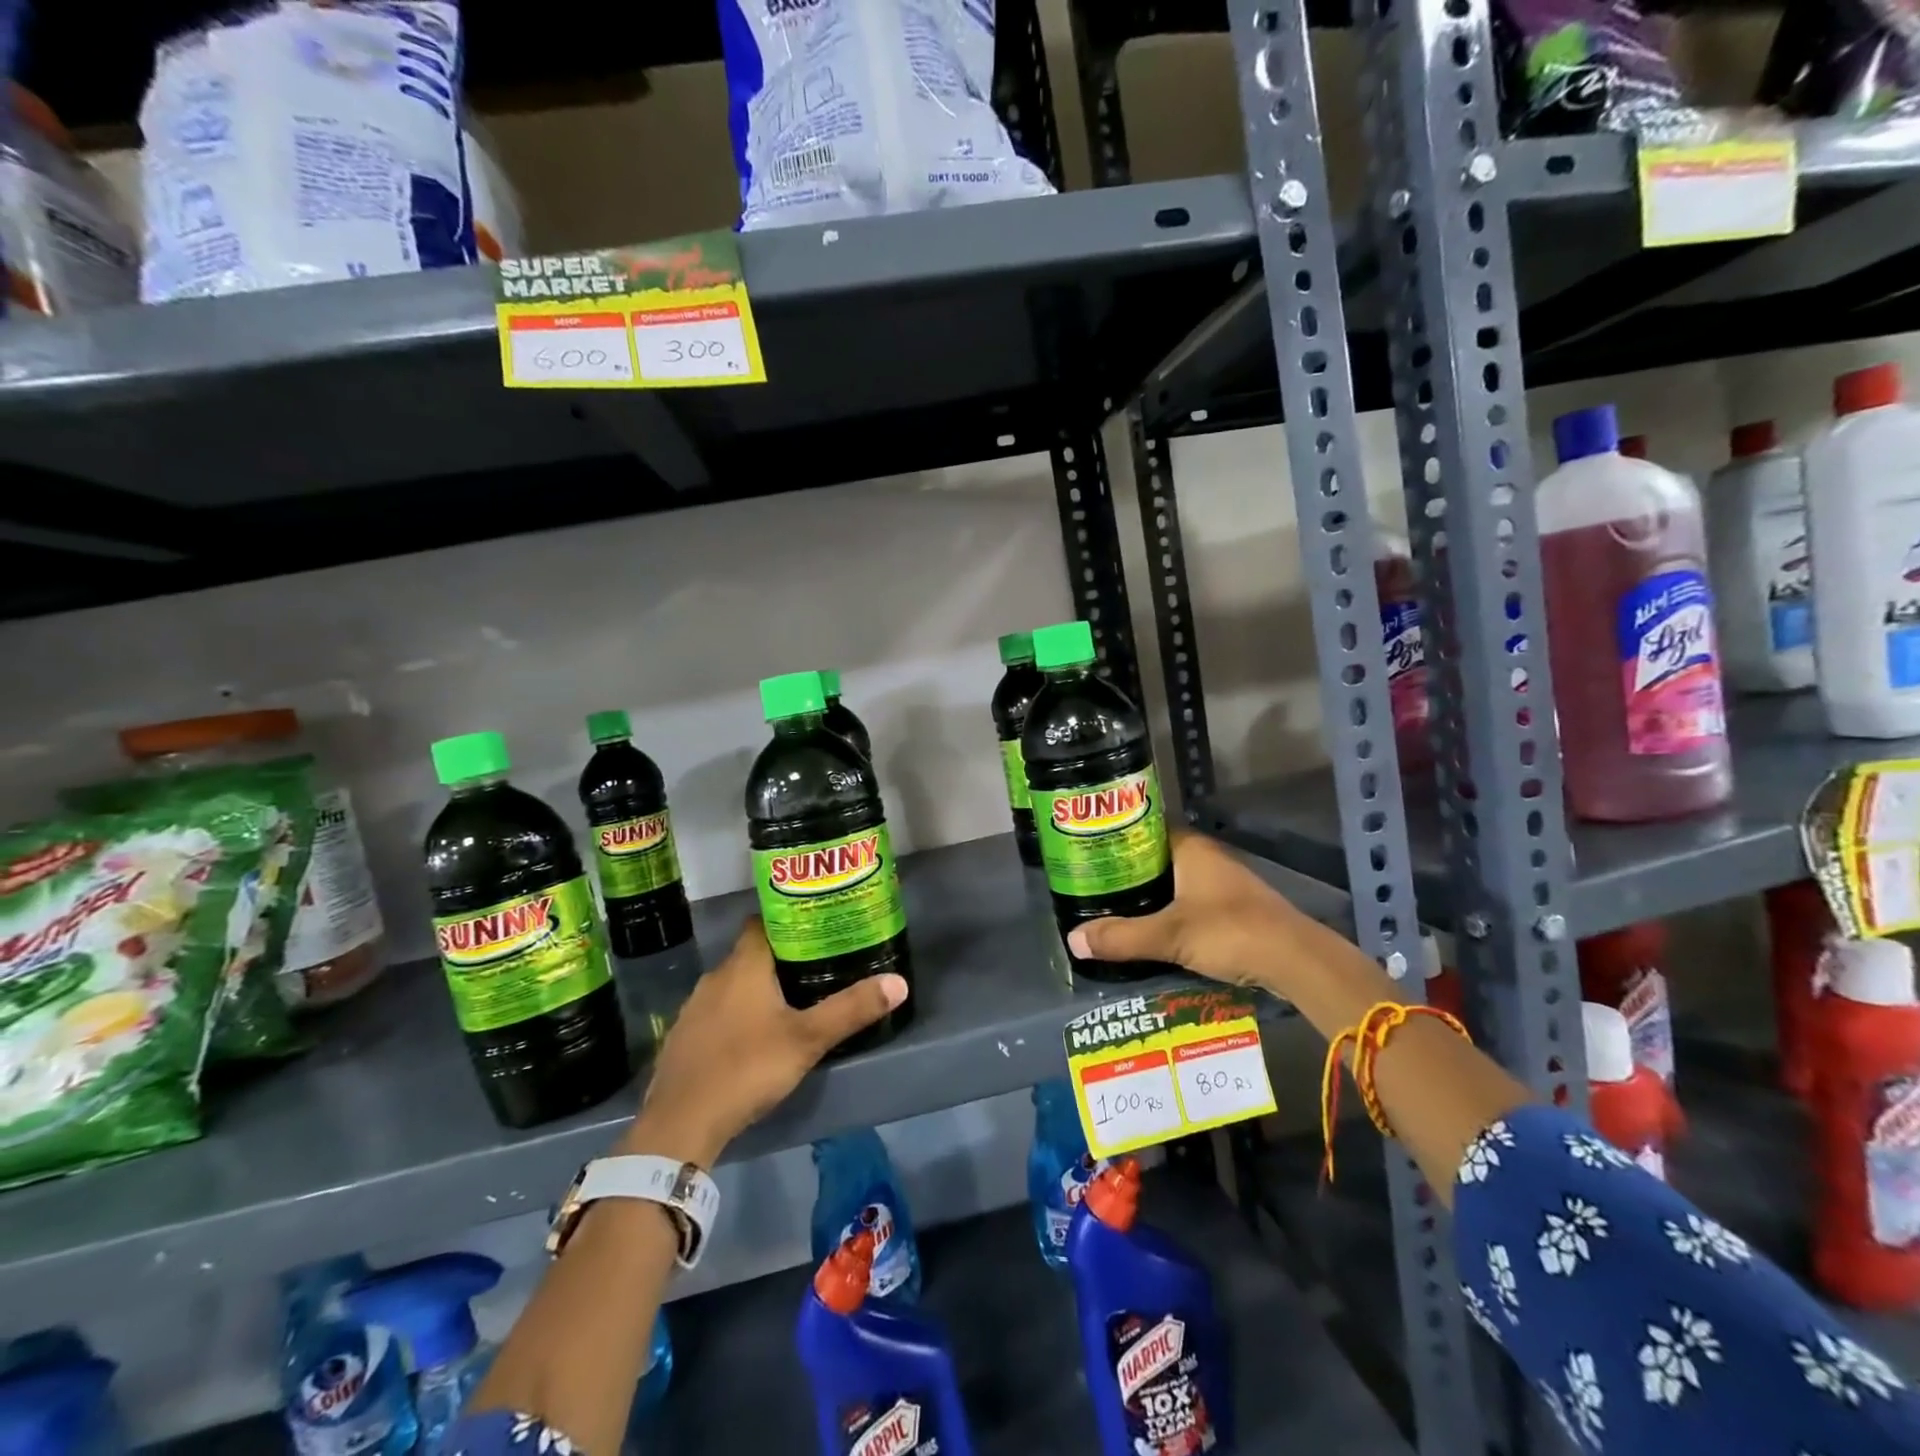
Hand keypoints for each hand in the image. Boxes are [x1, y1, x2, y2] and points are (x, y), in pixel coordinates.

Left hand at [624, 919, 907, 1165]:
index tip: (816, 925)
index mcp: (743, 966)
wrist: (679, 1125)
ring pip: (733, 984)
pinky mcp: (684, 1038)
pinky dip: (736, 1014)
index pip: (762, 922)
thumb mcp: (807, 1040)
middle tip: (816, 964)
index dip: (788, 919)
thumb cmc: (746, 1068)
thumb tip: (899, 983)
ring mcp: (694, 1009)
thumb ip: (851, 1009)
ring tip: (790, 999)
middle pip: (751, 953)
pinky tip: (753, 1036)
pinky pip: (716, 1012)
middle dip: (781, 956)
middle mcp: (715, 977)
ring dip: (757, 988)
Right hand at [1066, 831, 1306, 990]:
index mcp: (1191, 848)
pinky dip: (1168, 912)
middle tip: (1092, 885)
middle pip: (1157, 858)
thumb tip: (1072, 940)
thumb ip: (1122, 937)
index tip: (1088, 852)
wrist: (1296, 961)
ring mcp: (1223, 884)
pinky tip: (1150, 929)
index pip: (1145, 830)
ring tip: (1112, 908)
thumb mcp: (1170, 935)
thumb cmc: (1230, 931)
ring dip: (1149, 894)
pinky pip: (1189, 902)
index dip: (1117, 838)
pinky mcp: (1233, 909)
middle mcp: (1207, 858)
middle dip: (1128, 872)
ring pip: (1174, 882)